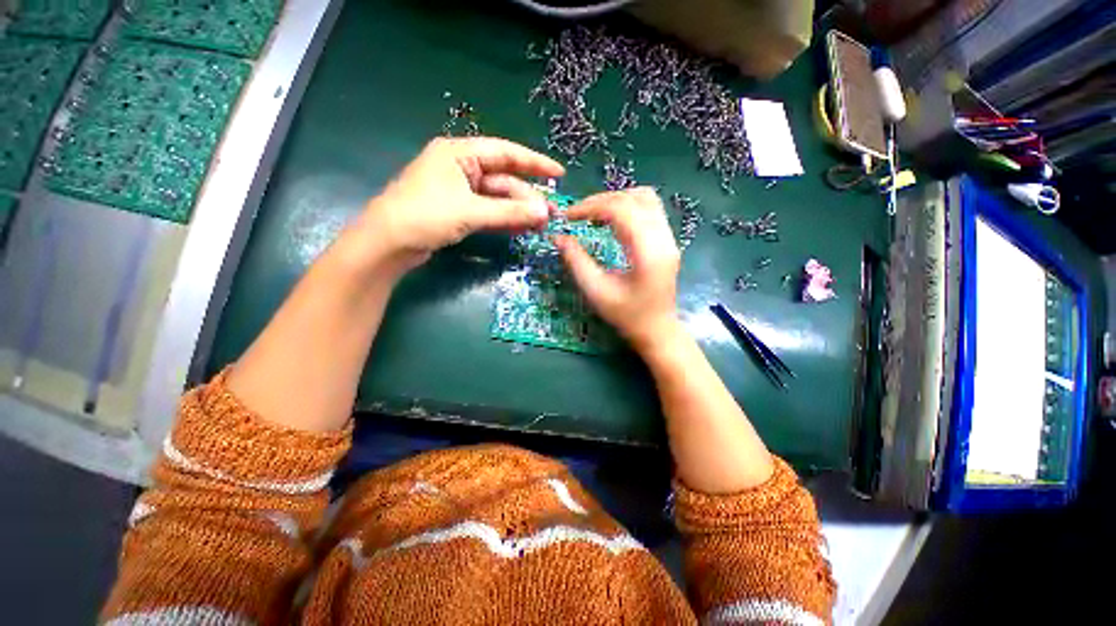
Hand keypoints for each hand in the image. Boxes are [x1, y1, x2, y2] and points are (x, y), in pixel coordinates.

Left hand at [357, 137, 564, 271]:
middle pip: (503, 179)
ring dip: (518, 211)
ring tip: (541, 224)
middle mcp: (461, 167)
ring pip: (498, 198)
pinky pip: (489, 212)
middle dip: (528, 197)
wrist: (388, 244)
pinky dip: (505, 219)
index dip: (534, 162)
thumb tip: (544, 212)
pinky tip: (522, 228)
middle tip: (550, 215)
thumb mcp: (470, 211)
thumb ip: (509, 211)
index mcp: (459, 153)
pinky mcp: (458, 211)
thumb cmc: (425, 216)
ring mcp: (460, 191)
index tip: (559, 173)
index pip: (505, 153)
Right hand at [555, 187, 681, 352]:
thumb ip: (576, 262)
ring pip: (646, 198)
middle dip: (601, 200)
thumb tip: (558, 237)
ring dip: (617, 199)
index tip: (569, 217)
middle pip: (634, 198)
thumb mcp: (596, 292)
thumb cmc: (627, 316)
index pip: (621, 210)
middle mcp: (664, 239)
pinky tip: (612, 219)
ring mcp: (670, 237)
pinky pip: (650, 208)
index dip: (591, 207)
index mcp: (648, 253)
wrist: (658, 331)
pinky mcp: (668, 240)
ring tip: (594, 213)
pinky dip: (628, 206)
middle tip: (578, 214)